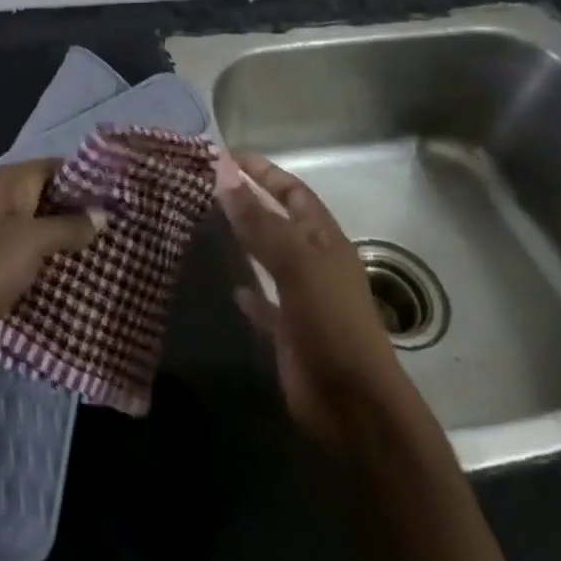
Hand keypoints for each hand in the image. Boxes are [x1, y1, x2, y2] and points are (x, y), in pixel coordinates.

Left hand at [0, 159, 99, 370]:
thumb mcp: (33, 243)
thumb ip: (69, 226)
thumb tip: (102, 214)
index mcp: (9, 181)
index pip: (57, 167)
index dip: (87, 181)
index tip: (120, 199)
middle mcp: (0, 196)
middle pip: (49, 196)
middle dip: (80, 212)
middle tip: (117, 231)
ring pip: (37, 224)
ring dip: (64, 238)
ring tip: (102, 254)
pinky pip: (24, 248)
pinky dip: (45, 257)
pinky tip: (70, 274)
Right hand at [219, 153, 401, 454]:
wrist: (353, 404)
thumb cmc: (331, 322)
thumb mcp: (295, 263)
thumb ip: (258, 220)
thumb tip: (223, 173)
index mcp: (324, 240)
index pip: (293, 192)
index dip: (264, 171)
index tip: (228, 156)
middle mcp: (314, 262)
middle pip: (279, 221)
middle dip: (250, 201)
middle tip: (207, 185)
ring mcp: (302, 297)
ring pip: (269, 258)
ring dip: (245, 240)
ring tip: (207, 224)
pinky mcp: (289, 331)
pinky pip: (264, 302)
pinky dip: (248, 292)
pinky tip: (230, 286)